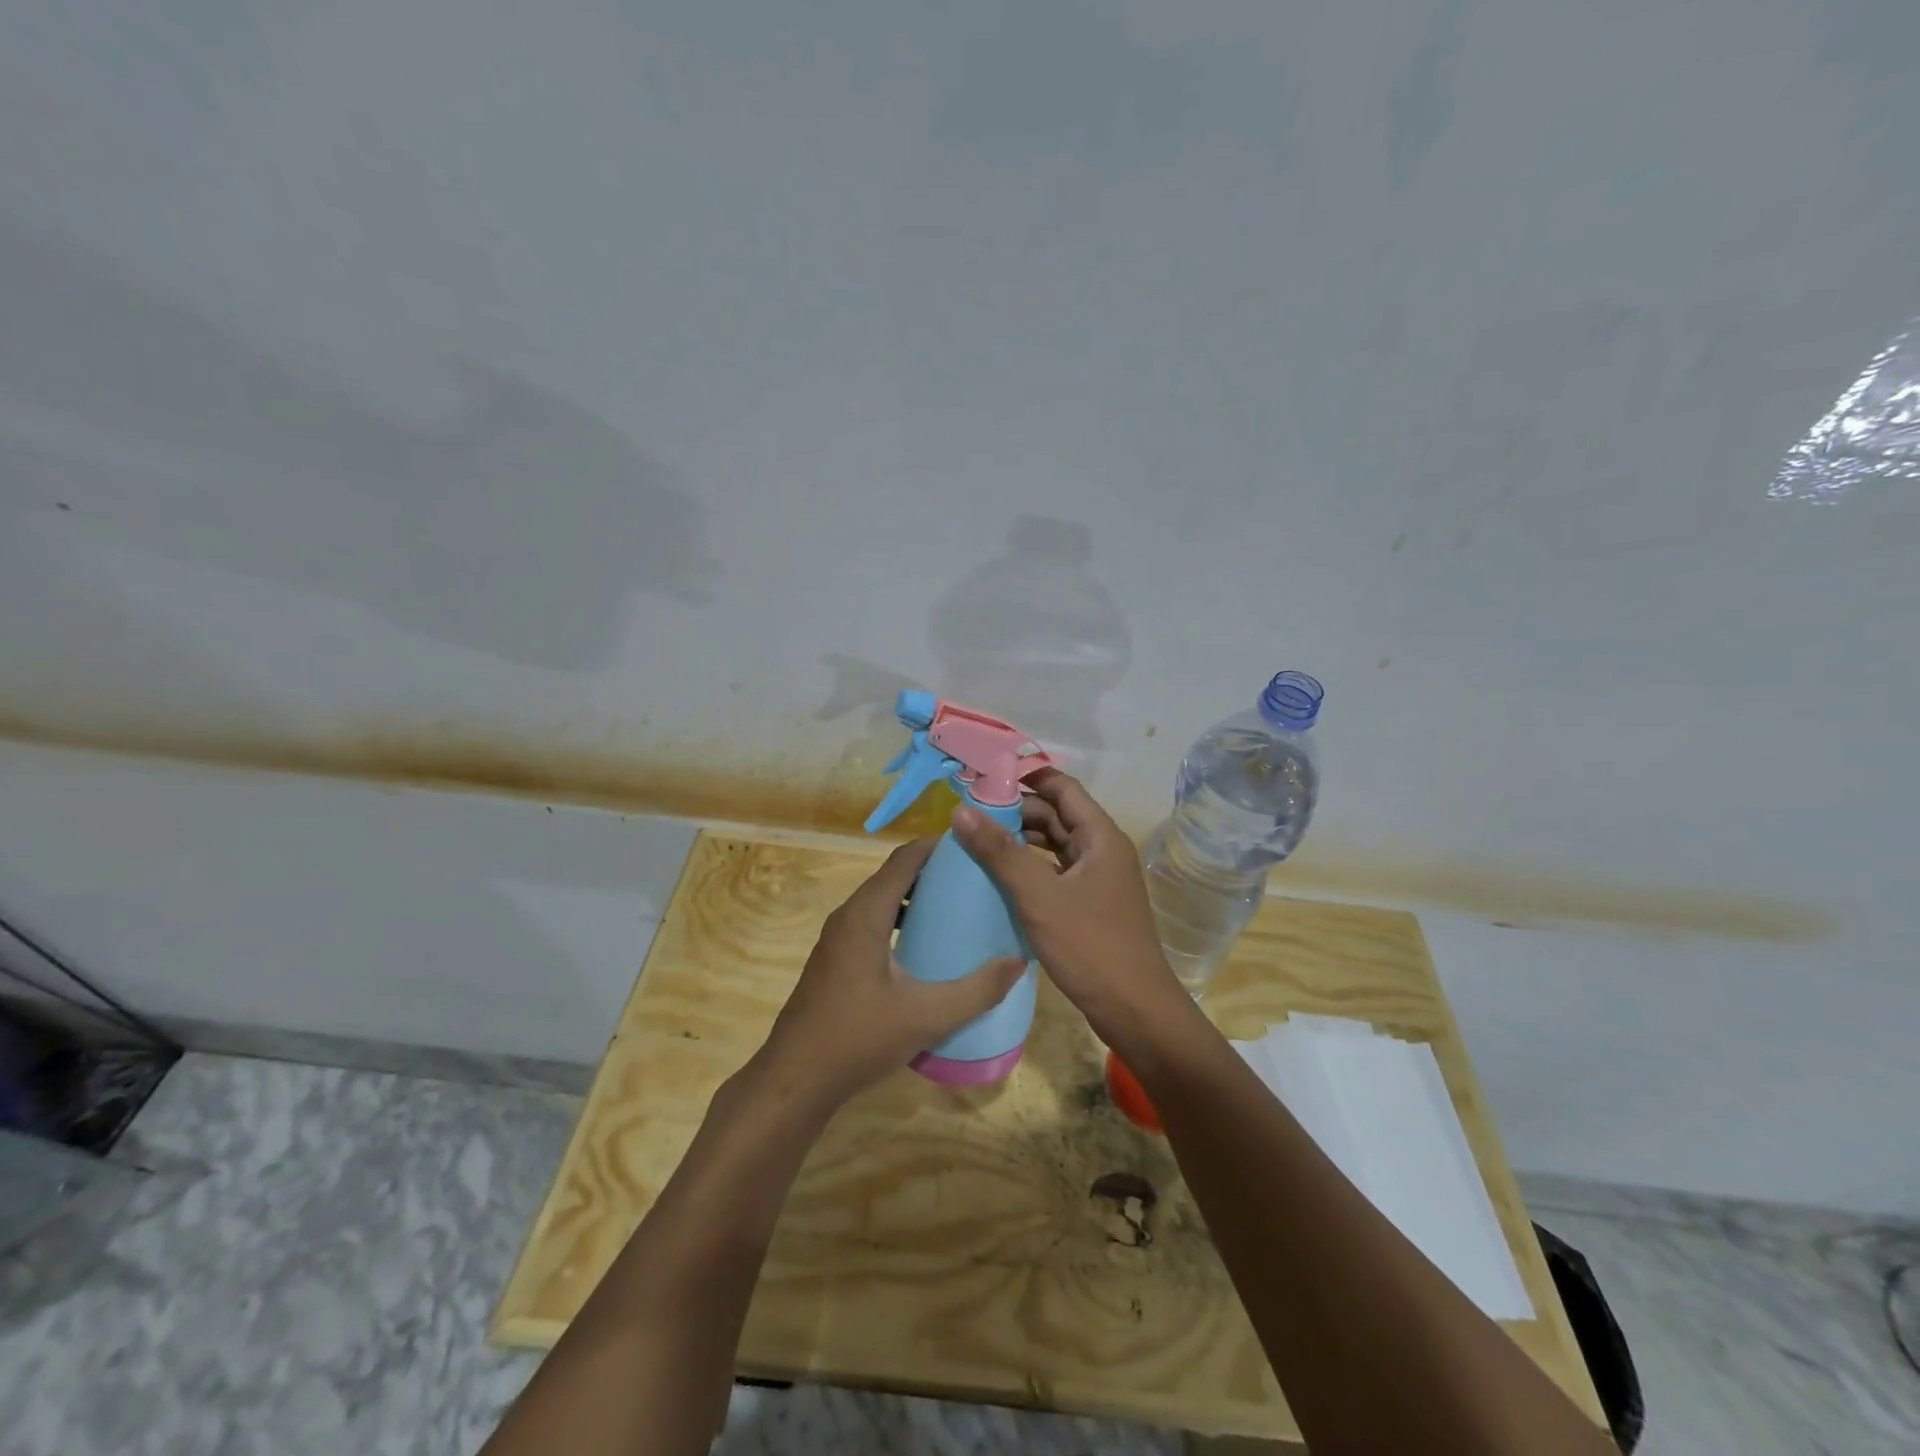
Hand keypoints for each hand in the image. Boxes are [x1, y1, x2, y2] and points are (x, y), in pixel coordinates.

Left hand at [753, 838, 1026, 1113]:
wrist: (795, 1079)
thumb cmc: (858, 1039)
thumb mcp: (927, 1017)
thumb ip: (977, 990)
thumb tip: (1017, 962)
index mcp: (866, 914)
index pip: (904, 859)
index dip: (938, 846)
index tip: (975, 846)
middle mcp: (848, 916)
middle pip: (894, 875)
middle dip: (933, 870)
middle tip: (976, 879)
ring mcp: (837, 938)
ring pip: (882, 900)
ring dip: (917, 896)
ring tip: (957, 908)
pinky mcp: (835, 959)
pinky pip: (872, 922)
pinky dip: (900, 919)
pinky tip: (925, 947)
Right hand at [950, 769, 1188, 1046]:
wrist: (1135, 1011)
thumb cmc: (1090, 946)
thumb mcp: (1038, 896)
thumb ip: (1000, 852)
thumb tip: (961, 810)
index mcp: (1100, 836)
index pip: (1062, 787)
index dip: (1026, 777)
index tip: (985, 777)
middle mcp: (1103, 850)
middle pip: (1058, 815)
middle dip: (1017, 810)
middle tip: (971, 813)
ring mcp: (1099, 879)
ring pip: (1056, 845)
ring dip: (1023, 840)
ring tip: (978, 841)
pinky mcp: (1092, 905)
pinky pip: (1057, 872)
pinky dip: (1031, 868)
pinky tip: (1002, 878)